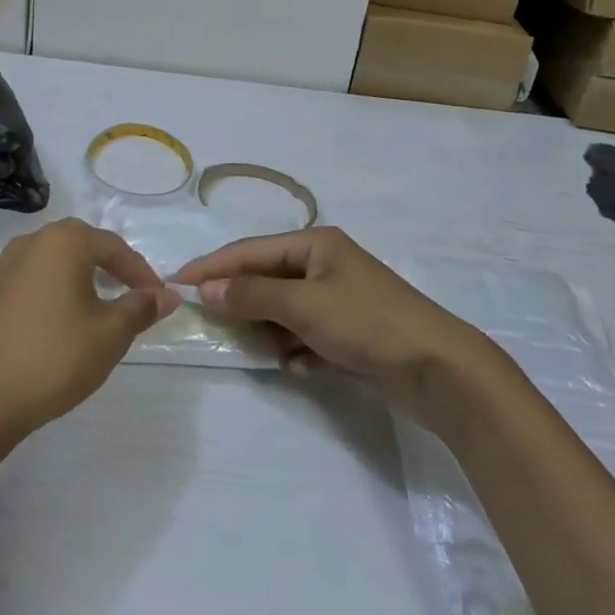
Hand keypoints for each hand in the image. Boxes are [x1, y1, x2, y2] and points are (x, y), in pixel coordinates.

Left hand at [0, 218, 176, 437]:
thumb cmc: (56, 359)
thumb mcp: (111, 334)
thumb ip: (141, 308)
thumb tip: (168, 295)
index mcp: (65, 242)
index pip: (113, 247)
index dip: (139, 272)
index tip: (156, 297)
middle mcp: (29, 241)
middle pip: (76, 244)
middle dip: (103, 265)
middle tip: (123, 293)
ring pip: (40, 257)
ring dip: (63, 272)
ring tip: (80, 299)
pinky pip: (2, 275)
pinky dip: (19, 281)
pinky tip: (21, 293)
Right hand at [168, 228, 483, 422]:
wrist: (438, 370)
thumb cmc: (367, 323)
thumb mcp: (304, 305)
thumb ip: (253, 295)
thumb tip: (209, 287)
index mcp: (315, 244)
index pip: (250, 250)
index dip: (212, 265)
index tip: (176, 281)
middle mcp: (324, 266)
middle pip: (266, 279)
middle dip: (243, 302)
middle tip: (211, 322)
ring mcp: (338, 300)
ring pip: (284, 311)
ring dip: (272, 331)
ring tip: (267, 350)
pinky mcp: (349, 334)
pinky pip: (306, 337)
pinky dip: (299, 351)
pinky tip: (304, 367)